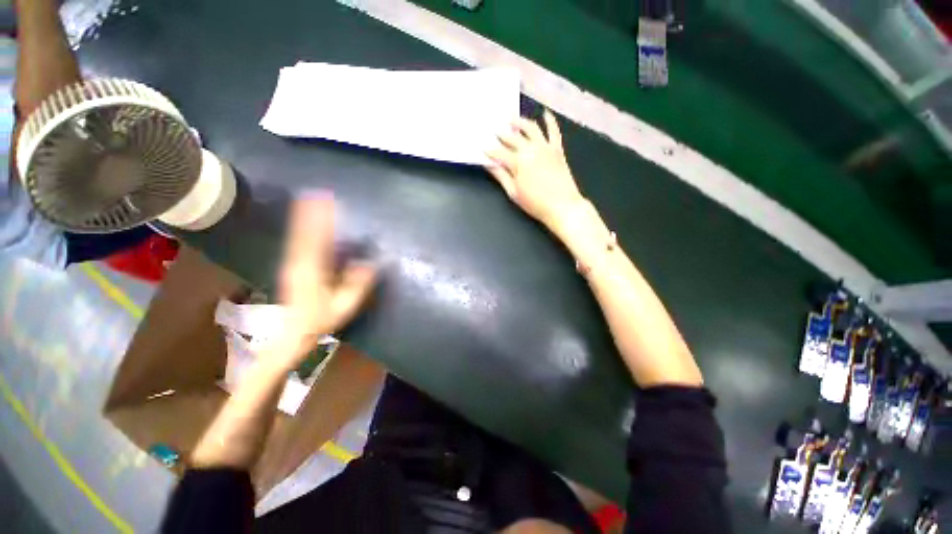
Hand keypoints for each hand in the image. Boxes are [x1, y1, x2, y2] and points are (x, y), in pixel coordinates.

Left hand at [272, 193, 375, 369]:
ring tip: (311, 200)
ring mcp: (293, 264)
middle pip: (305, 233)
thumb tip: (368, 263)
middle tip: (319, 194)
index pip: (317, 241)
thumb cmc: (320, 321)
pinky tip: (305, 221)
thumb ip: (356, 285)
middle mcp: (299, 263)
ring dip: (305, 217)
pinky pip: (297, 243)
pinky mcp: (292, 267)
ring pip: (298, 236)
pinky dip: (301, 228)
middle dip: (312, 213)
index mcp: (312, 272)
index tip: (326, 203)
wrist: (291, 335)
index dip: (321, 220)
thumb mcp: (343, 307)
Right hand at [485, 110, 583, 228]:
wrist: (563, 206)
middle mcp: (530, 149)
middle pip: (512, 137)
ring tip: (512, 118)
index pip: (499, 152)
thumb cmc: (535, 203)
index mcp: (517, 162)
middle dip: (502, 134)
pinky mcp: (557, 149)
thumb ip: (501, 176)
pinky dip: (550, 121)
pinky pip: (554, 131)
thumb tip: (490, 165)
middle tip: (494, 130)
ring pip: (531, 128)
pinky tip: (545, 113)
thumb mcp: (514, 193)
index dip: (490, 149)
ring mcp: (545, 147)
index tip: (483, 147)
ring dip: (520, 121)